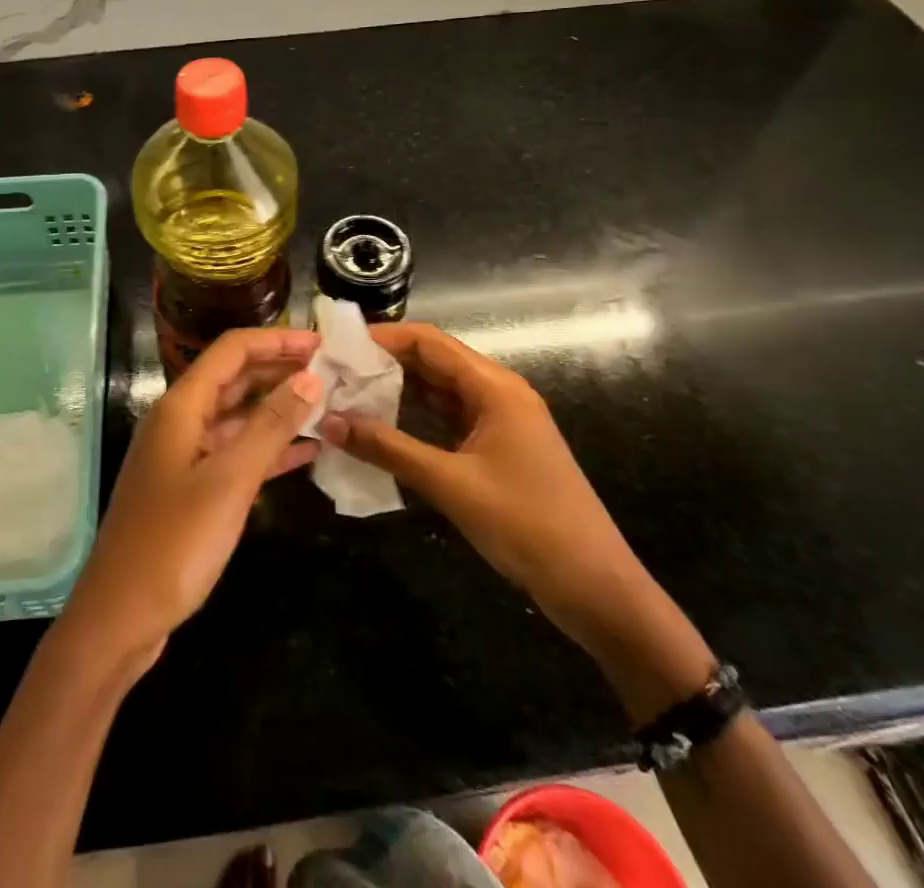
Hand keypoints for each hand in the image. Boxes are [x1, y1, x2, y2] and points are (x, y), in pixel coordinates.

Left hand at [58, 329, 322, 671]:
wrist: (120, 617)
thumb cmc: (174, 543)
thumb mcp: (229, 480)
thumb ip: (270, 425)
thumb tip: (310, 375)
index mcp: (182, 406)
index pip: (233, 350)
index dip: (277, 340)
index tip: (322, 343)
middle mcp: (181, 420)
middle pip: (235, 378)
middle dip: (281, 370)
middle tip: (333, 371)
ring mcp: (185, 455)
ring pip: (238, 416)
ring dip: (279, 408)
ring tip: (328, 404)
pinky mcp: (192, 487)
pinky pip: (236, 452)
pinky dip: (269, 447)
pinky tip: (308, 450)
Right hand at [318, 323, 660, 659]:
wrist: (595, 586)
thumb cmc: (527, 524)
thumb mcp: (451, 484)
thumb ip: (388, 449)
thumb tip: (329, 421)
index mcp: (494, 387)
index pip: (429, 341)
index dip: (383, 337)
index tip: (338, 345)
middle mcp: (497, 392)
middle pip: (433, 361)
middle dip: (384, 363)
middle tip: (334, 372)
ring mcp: (499, 420)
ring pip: (439, 390)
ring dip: (397, 391)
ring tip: (347, 395)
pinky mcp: (498, 447)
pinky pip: (449, 418)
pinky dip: (415, 418)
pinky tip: (381, 428)